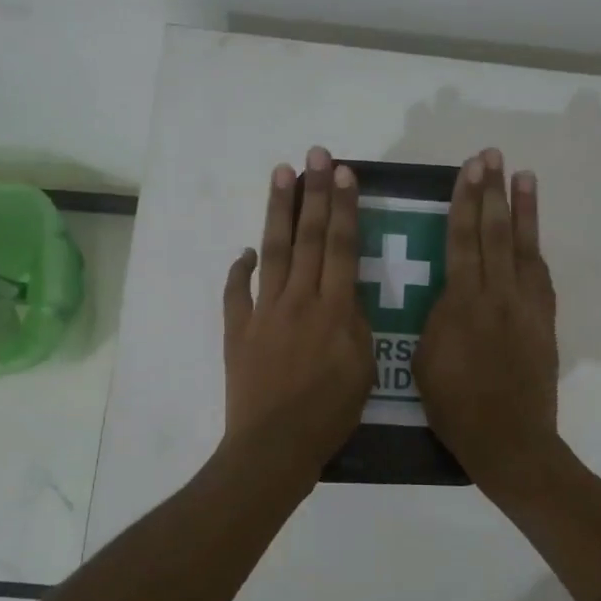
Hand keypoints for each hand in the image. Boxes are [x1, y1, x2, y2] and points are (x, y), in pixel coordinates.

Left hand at [221, 146, 374, 479]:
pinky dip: (240, 270)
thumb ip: (356, 325)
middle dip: (313, 193)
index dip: (344, 208)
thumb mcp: (363, 370)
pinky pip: (237, 292)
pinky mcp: (238, 330)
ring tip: (280, 174)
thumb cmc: (329, 414)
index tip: (344, 173)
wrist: (274, 445)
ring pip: (273, 252)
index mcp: (335, 310)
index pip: (341, 247)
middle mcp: (298, 300)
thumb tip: (345, 296)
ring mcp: (263, 312)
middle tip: (315, 155)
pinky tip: (245, 252)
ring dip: (277, 211)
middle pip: (308, 238)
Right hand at [415, 148, 561, 493]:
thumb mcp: (423, 359)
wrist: (509, 439)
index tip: (469, 170)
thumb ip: (437, 319)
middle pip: (495, 232)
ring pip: (524, 247)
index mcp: (462, 302)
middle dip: (492, 192)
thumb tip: (447, 296)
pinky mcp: (544, 321)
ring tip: (523, 176)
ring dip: (523, 210)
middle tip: (492, 156)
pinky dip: (536, 249)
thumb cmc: (455, 406)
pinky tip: (532, 234)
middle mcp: (497, 294)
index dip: (466, 201)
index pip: (463, 239)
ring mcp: (526, 306)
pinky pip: (540, 276)